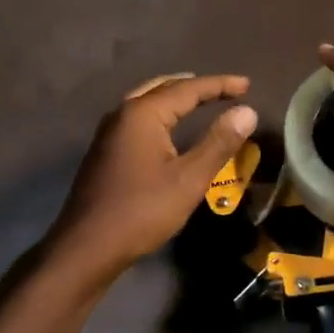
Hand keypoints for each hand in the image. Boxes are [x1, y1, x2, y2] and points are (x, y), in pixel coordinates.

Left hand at [49, 73, 257, 278]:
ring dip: (175, 97)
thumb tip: (246, 112)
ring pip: (146, 101)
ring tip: (198, 100)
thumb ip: (218, 143)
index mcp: (142, 114)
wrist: (87, 247)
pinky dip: (160, 114)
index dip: (220, 85)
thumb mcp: (189, 179)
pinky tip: (168, 129)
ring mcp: (108, 133)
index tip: (247, 85)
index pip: (188, 89)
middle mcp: (122, 114)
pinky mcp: (104, 152)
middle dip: (196, 87)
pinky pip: (137, 119)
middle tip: (225, 90)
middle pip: (164, 88)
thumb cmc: (142, 211)